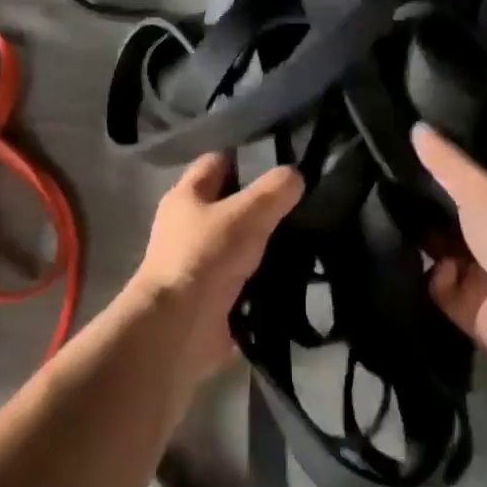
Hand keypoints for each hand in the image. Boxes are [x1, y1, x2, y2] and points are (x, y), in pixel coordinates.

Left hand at [130, 154, 303, 380]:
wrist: (178, 328)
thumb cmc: (205, 257)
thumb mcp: (247, 214)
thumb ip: (274, 192)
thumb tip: (295, 176)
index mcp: (187, 195)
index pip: (217, 162)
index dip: (247, 158)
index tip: (284, 163)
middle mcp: (188, 225)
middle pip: (230, 204)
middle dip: (263, 205)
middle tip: (303, 204)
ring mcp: (199, 262)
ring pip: (240, 243)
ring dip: (266, 245)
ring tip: (309, 239)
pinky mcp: (212, 296)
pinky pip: (244, 279)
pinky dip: (265, 279)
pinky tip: (297, 276)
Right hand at [413, 124, 486, 358]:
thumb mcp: (478, 190)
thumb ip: (447, 162)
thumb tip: (415, 126)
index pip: (480, 187)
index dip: (451, 175)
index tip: (416, 160)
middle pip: (459, 222)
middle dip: (432, 212)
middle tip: (393, 192)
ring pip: (447, 255)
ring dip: (428, 246)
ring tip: (394, 224)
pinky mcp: (472, 310)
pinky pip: (441, 290)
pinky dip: (435, 280)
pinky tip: (431, 268)